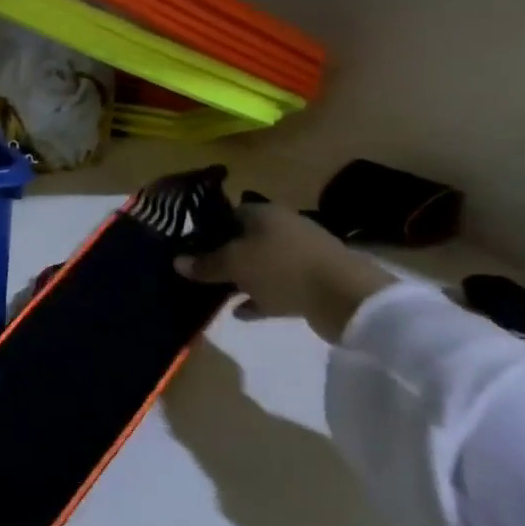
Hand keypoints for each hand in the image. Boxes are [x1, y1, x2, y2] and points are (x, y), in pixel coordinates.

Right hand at [176, 199, 395, 342]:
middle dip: (223, 256)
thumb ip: (204, 264)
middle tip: (199, 273)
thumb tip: (177, 261)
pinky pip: (278, 287)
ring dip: (242, 279)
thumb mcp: (233, 264)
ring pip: (261, 265)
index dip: (207, 229)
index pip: (228, 213)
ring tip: (217, 294)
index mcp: (264, 213)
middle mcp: (283, 228)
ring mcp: (301, 255)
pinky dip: (260, 298)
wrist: (347, 298)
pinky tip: (242, 312)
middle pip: (244, 240)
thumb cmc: (282, 268)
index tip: (189, 248)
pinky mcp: (314, 281)